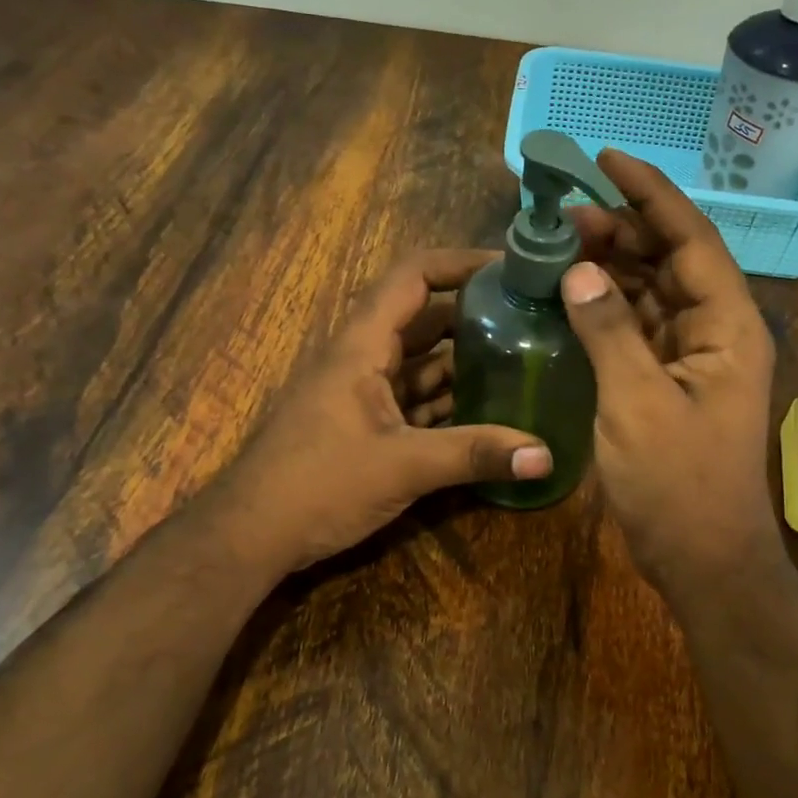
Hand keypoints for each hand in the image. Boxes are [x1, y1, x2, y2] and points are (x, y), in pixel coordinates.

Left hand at [207, 251, 552, 574]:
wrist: (251, 535)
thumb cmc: (317, 484)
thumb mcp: (403, 466)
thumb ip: (475, 455)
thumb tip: (546, 455)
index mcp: (363, 346)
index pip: (413, 277)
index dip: (460, 262)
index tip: (511, 268)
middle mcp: (364, 359)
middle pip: (426, 319)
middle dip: (476, 316)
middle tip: (532, 320)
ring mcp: (364, 393)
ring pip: (423, 363)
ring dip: (467, 363)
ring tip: (524, 362)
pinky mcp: (366, 426)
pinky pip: (416, 400)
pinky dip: (450, 402)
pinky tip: (490, 413)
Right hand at [565, 151, 784, 597]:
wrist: (702, 557)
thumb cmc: (678, 483)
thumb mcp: (637, 403)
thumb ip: (609, 330)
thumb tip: (580, 269)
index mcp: (728, 326)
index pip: (691, 239)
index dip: (650, 194)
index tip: (606, 158)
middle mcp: (717, 331)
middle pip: (671, 259)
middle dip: (623, 228)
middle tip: (565, 210)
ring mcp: (693, 357)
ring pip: (653, 292)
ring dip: (613, 265)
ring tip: (562, 241)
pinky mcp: (669, 381)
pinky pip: (638, 327)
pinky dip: (608, 307)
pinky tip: (573, 293)